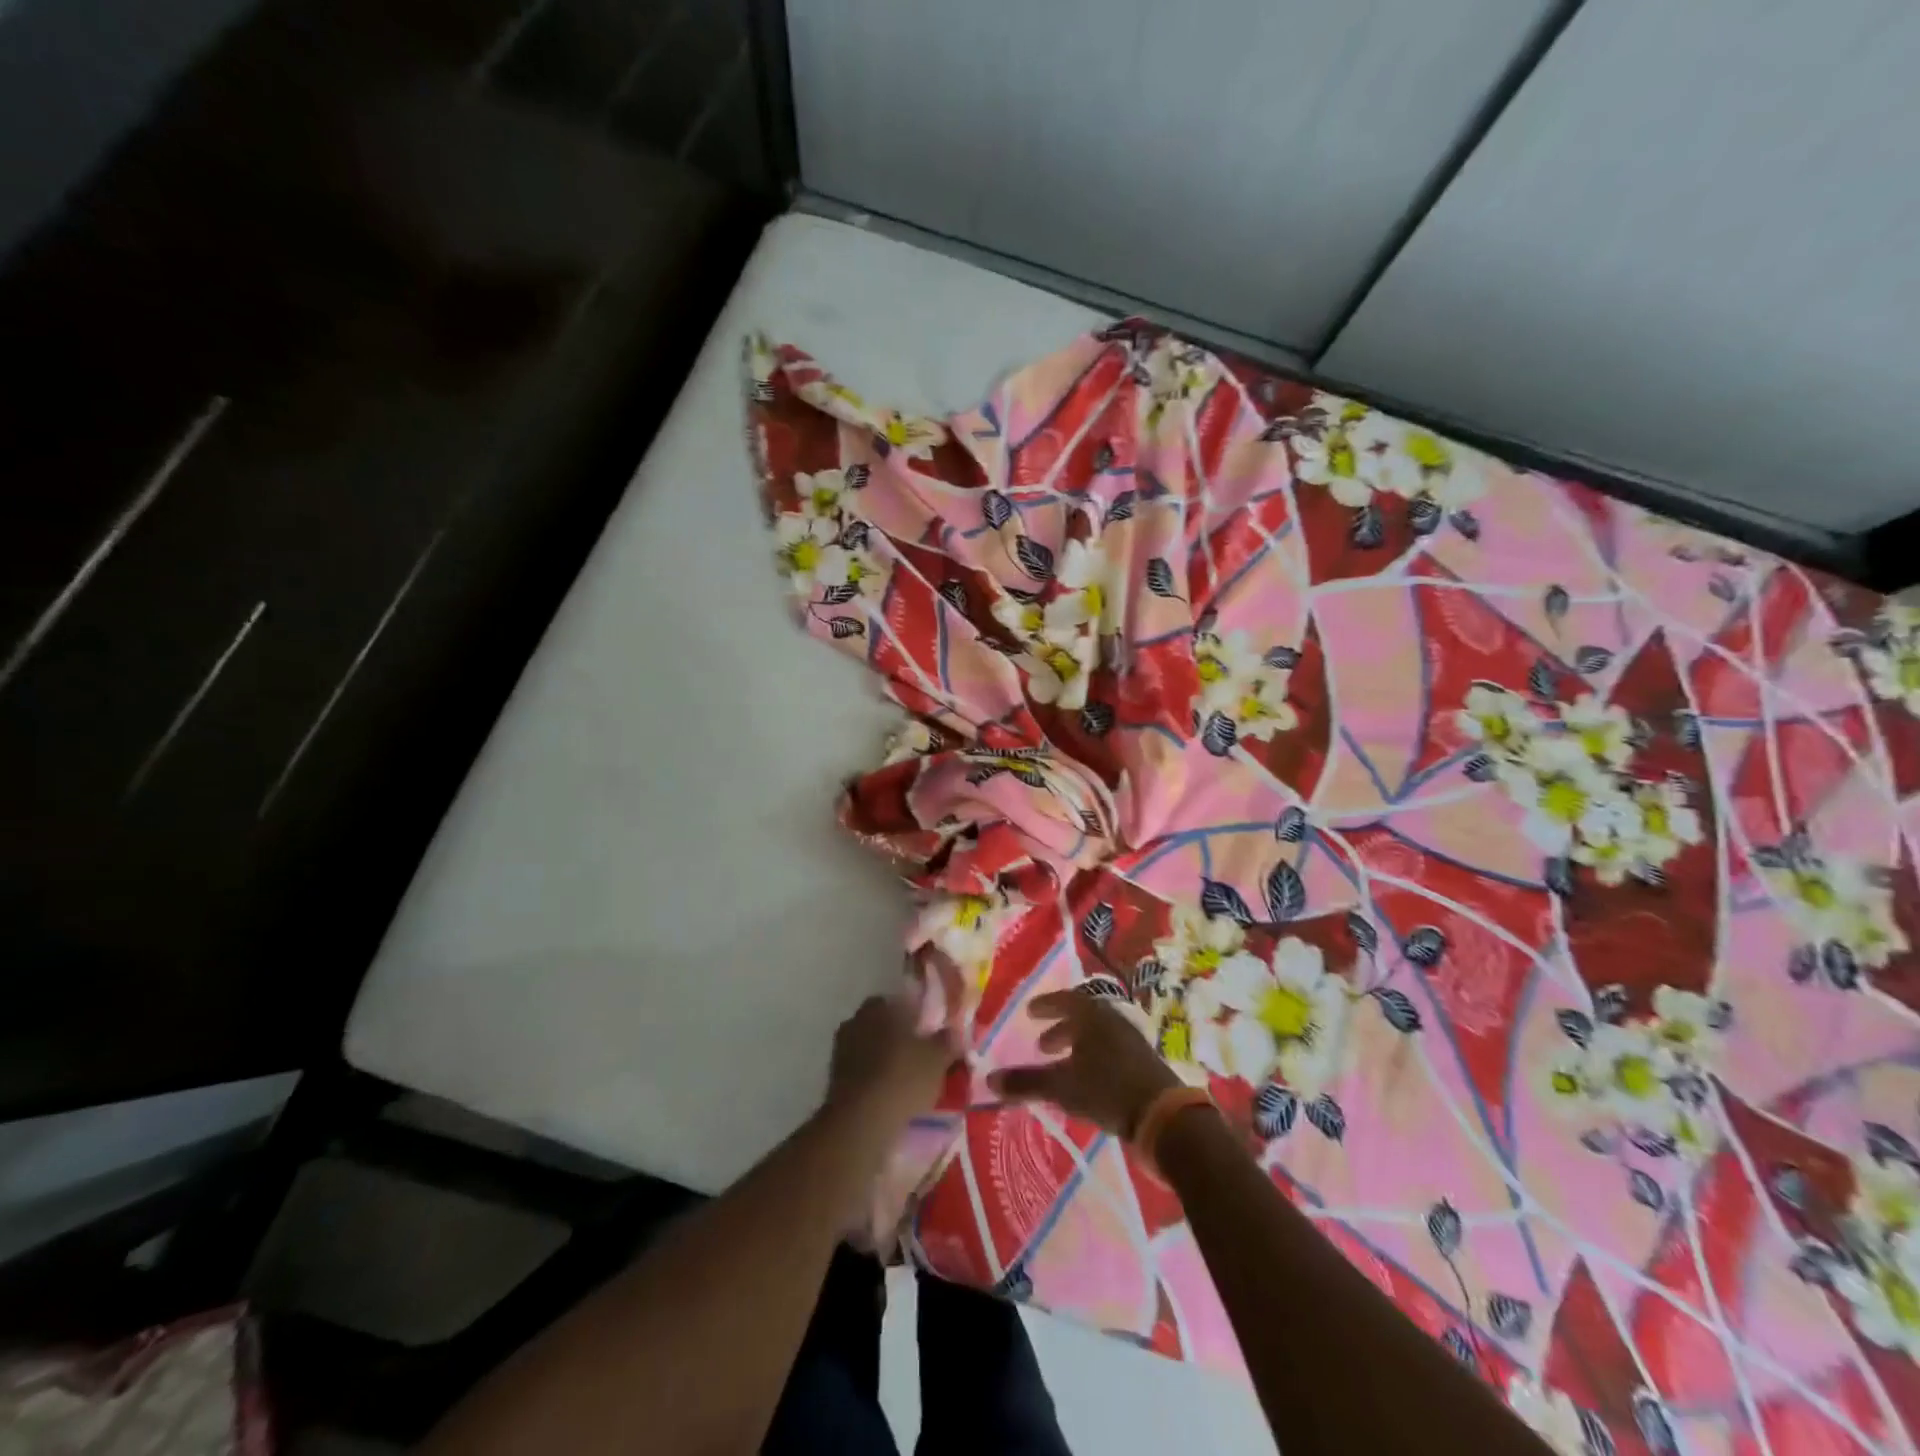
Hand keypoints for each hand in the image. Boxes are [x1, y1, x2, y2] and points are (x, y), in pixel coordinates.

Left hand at [827, 993, 961, 1130]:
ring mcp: (841, 1051)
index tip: (928, 1031)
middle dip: (897, 1036)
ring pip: (869, 1047)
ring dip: (884, 1058)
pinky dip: (874, 1078)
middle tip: (919, 1055)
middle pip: (881, 1024)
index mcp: (878, 1008)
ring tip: (906, 1078)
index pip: (898, 1001)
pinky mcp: (834, 1079)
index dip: (915, 1015)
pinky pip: (861, 1071)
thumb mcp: (937, 1058)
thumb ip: (946, 1040)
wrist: (860, 1122)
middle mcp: (855, 1021)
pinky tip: (889, 1093)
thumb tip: (952, 1031)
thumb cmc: (902, 1078)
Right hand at [987, 990, 1182, 1137]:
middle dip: (1060, 1029)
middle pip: (1082, 1017)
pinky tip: (1087, 1080)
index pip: (1065, 1000)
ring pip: (1097, 1035)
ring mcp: (1131, 1039)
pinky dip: (1093, 1057)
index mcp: (1091, 1015)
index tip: (1030, 1013)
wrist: (1163, 1115)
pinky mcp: (1143, 1061)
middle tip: (1042, 1045)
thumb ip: (1026, 1082)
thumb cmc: (1106, 1089)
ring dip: (1077, 1045)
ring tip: (1062, 1064)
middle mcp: (1112, 1019)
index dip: (1046, 1006)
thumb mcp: (1061, 1086)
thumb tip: (989, 1078)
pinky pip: (1110, 1049)